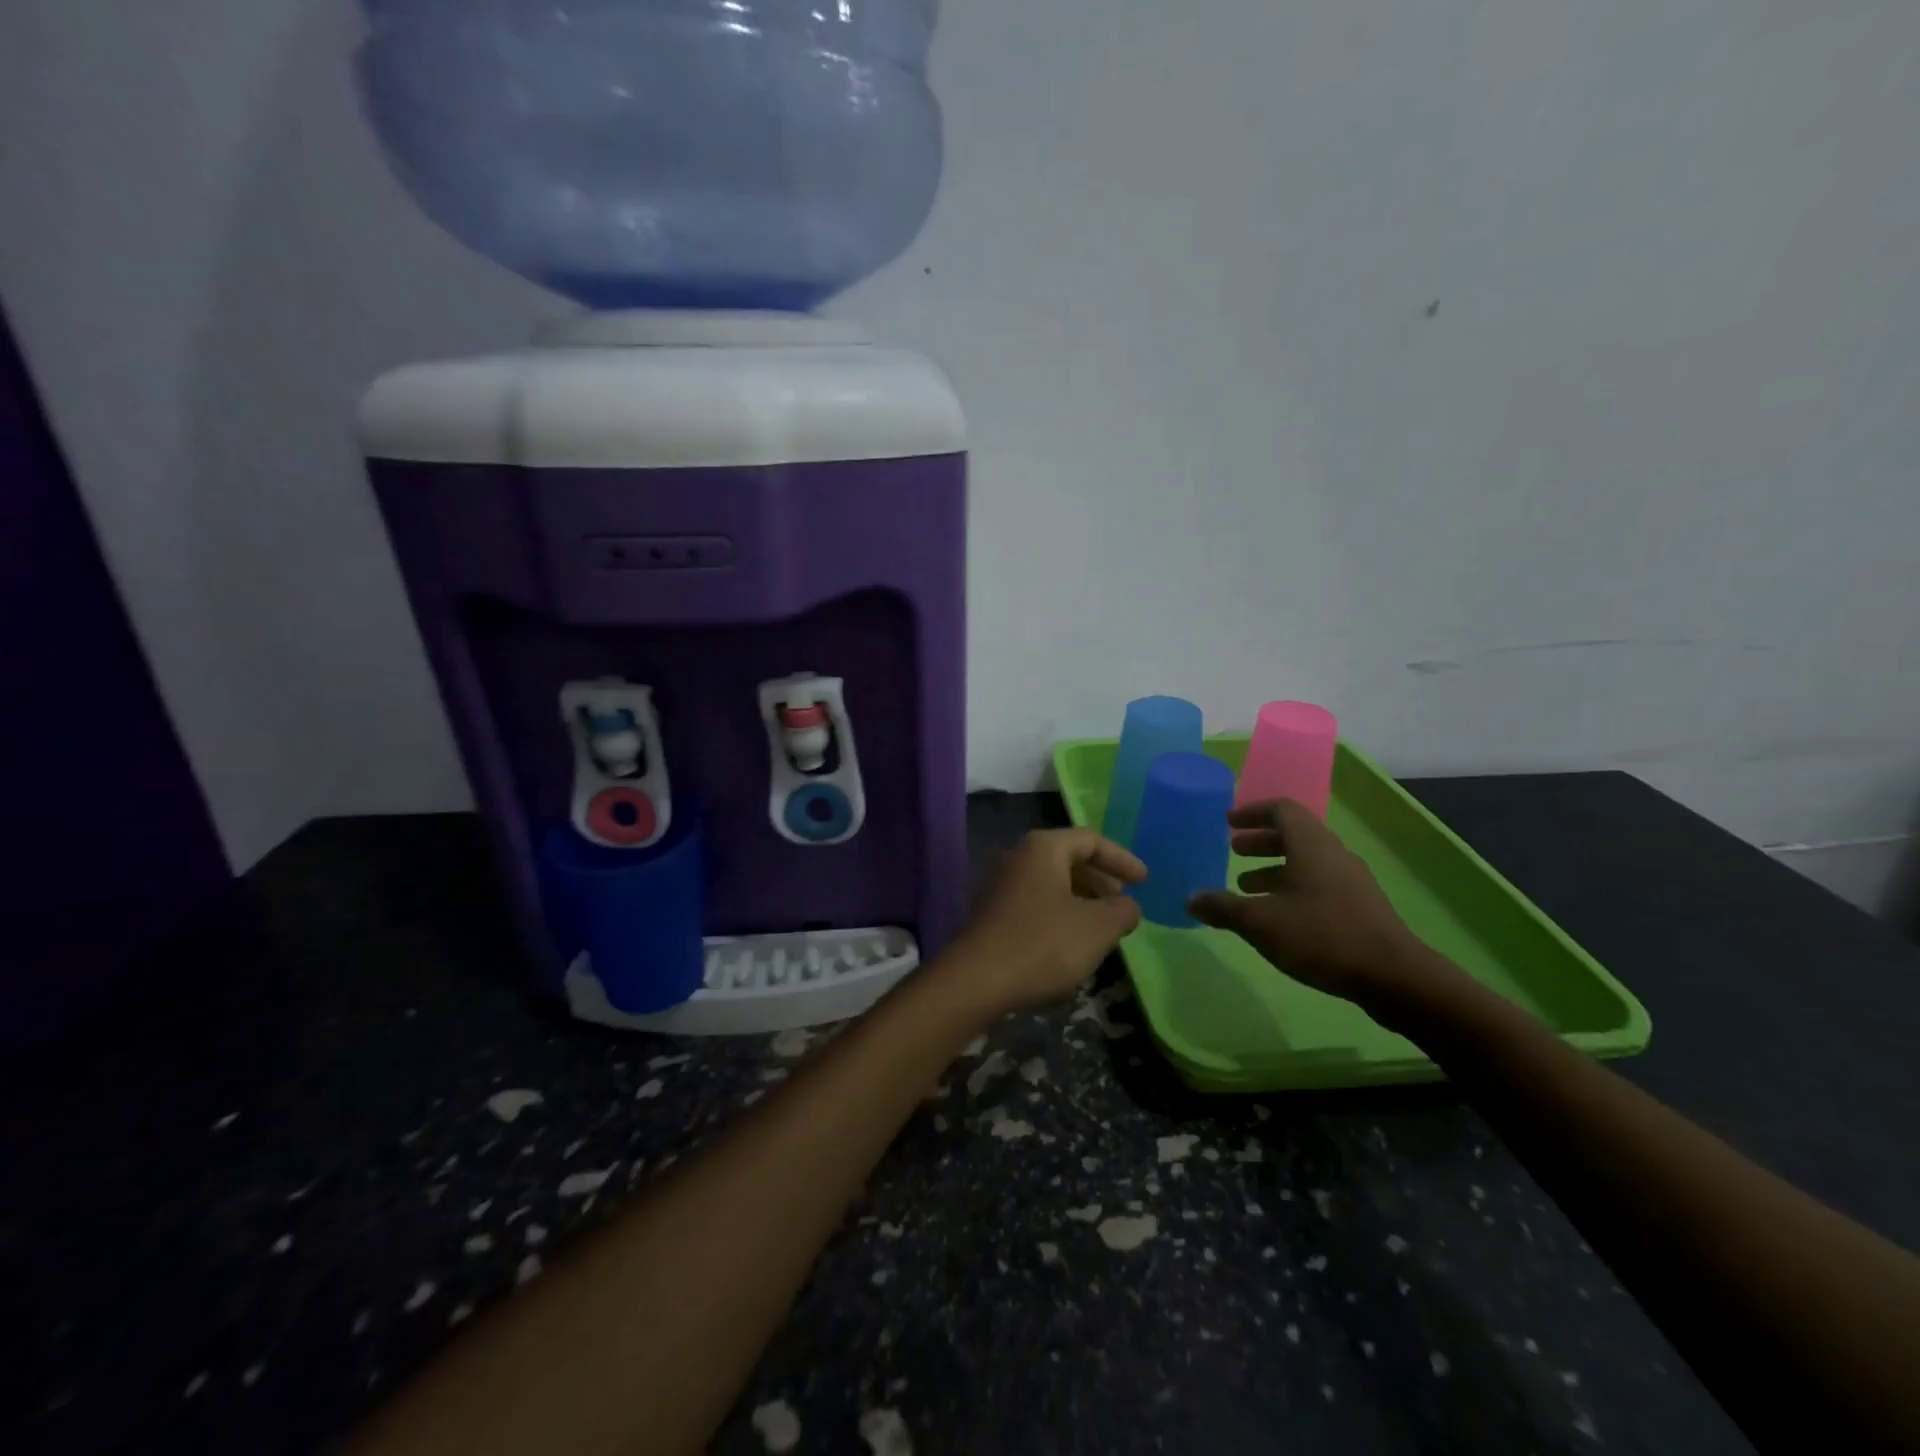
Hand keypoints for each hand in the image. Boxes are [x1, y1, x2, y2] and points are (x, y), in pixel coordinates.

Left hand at [948, 828, 1146, 1015]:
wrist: (976, 980)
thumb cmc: (1043, 944)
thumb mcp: (1098, 928)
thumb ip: (1122, 911)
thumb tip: (1127, 906)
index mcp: (1043, 847)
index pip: (1090, 840)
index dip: (1121, 859)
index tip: (1144, 881)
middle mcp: (1017, 856)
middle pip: (1067, 858)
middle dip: (1099, 879)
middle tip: (1121, 903)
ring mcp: (999, 883)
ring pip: (1050, 881)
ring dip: (1080, 898)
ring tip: (1101, 926)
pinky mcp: (991, 912)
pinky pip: (1034, 901)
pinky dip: (1059, 912)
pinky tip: (1070, 941)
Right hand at [1188, 799, 1444, 1012]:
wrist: (1394, 976)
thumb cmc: (1321, 935)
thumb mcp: (1261, 922)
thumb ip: (1223, 908)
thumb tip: (1191, 899)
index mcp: (1310, 845)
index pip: (1281, 809)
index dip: (1252, 812)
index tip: (1228, 822)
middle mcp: (1333, 854)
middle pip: (1294, 834)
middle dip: (1260, 841)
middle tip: (1233, 851)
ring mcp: (1351, 881)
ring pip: (1307, 861)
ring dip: (1275, 868)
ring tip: (1247, 886)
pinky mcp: (1360, 906)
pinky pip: (1319, 883)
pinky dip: (1292, 887)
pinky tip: (1278, 915)